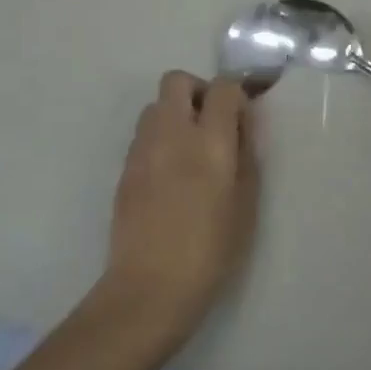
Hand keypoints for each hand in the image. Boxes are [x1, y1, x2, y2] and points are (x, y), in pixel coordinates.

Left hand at [100, 72, 257, 346]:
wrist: (149, 289)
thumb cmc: (210, 250)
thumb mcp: (246, 204)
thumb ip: (246, 154)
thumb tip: (244, 124)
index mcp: (209, 141)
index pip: (222, 88)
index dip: (236, 95)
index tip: (243, 118)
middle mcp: (172, 133)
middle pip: (177, 80)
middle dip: (197, 91)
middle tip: (212, 123)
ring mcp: (142, 149)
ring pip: (155, 105)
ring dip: (174, 113)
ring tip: (189, 148)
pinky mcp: (124, 169)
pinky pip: (143, 134)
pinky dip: (159, 138)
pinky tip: (170, 173)